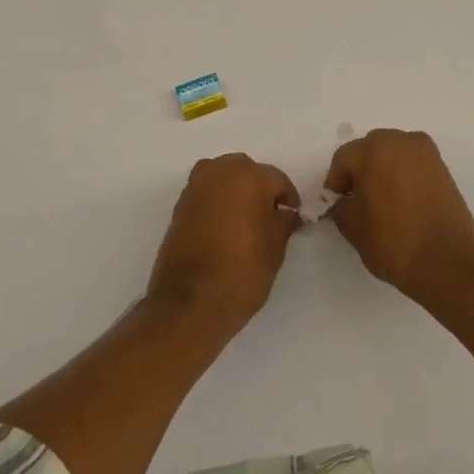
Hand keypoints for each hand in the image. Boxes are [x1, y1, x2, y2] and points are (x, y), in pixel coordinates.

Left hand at [146, 154, 300, 331]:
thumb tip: (286, 213)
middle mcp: (220, 170)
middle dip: (260, 189)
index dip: (288, 198)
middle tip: (269, 216)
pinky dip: (218, 202)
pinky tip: (225, 228)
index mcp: (248, 176)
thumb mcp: (275, 249)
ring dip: (237, 192)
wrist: (189, 302)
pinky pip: (207, 193)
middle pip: (247, 171)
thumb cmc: (241, 272)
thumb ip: (284, 222)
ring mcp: (195, 186)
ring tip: (246, 222)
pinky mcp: (179, 204)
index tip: (293, 215)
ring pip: (224, 178)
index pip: (277, 179)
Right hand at [325, 129, 473, 308]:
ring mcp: (426, 153)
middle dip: (360, 171)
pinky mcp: (443, 168)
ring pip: (393, 154)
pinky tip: (404, 203)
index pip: (343, 159)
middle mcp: (401, 141)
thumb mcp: (353, 227)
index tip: (336, 204)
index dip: (336, 183)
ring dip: (383, 170)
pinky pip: (413, 164)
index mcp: (373, 150)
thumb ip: (341, 207)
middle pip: (369, 150)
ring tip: (383, 202)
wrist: (448, 263)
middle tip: (358, 200)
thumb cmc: (393, 242)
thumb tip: (344, 202)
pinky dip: (404, 176)